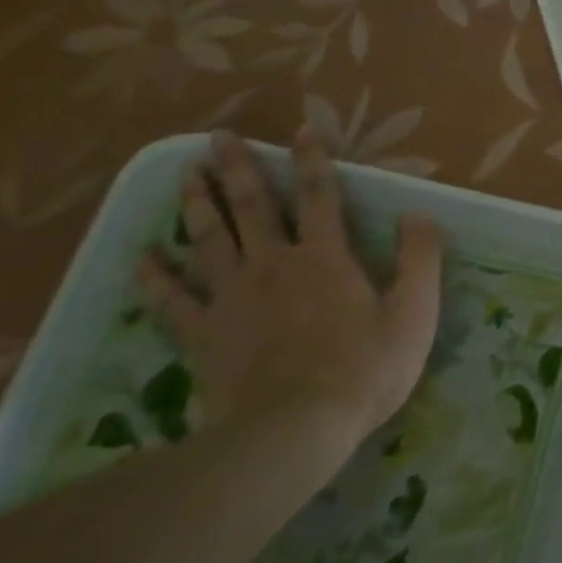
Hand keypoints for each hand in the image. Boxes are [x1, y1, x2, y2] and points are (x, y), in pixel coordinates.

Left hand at [137, 130, 441, 444]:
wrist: (292, 432)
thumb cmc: (365, 369)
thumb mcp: (414, 311)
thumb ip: (419, 257)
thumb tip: (417, 213)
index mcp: (326, 258)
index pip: (319, 196)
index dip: (312, 161)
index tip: (300, 130)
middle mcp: (274, 266)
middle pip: (252, 208)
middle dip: (237, 169)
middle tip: (218, 138)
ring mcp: (232, 300)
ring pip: (208, 241)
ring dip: (196, 204)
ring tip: (185, 173)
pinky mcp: (204, 336)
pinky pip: (172, 300)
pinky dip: (154, 276)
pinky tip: (141, 256)